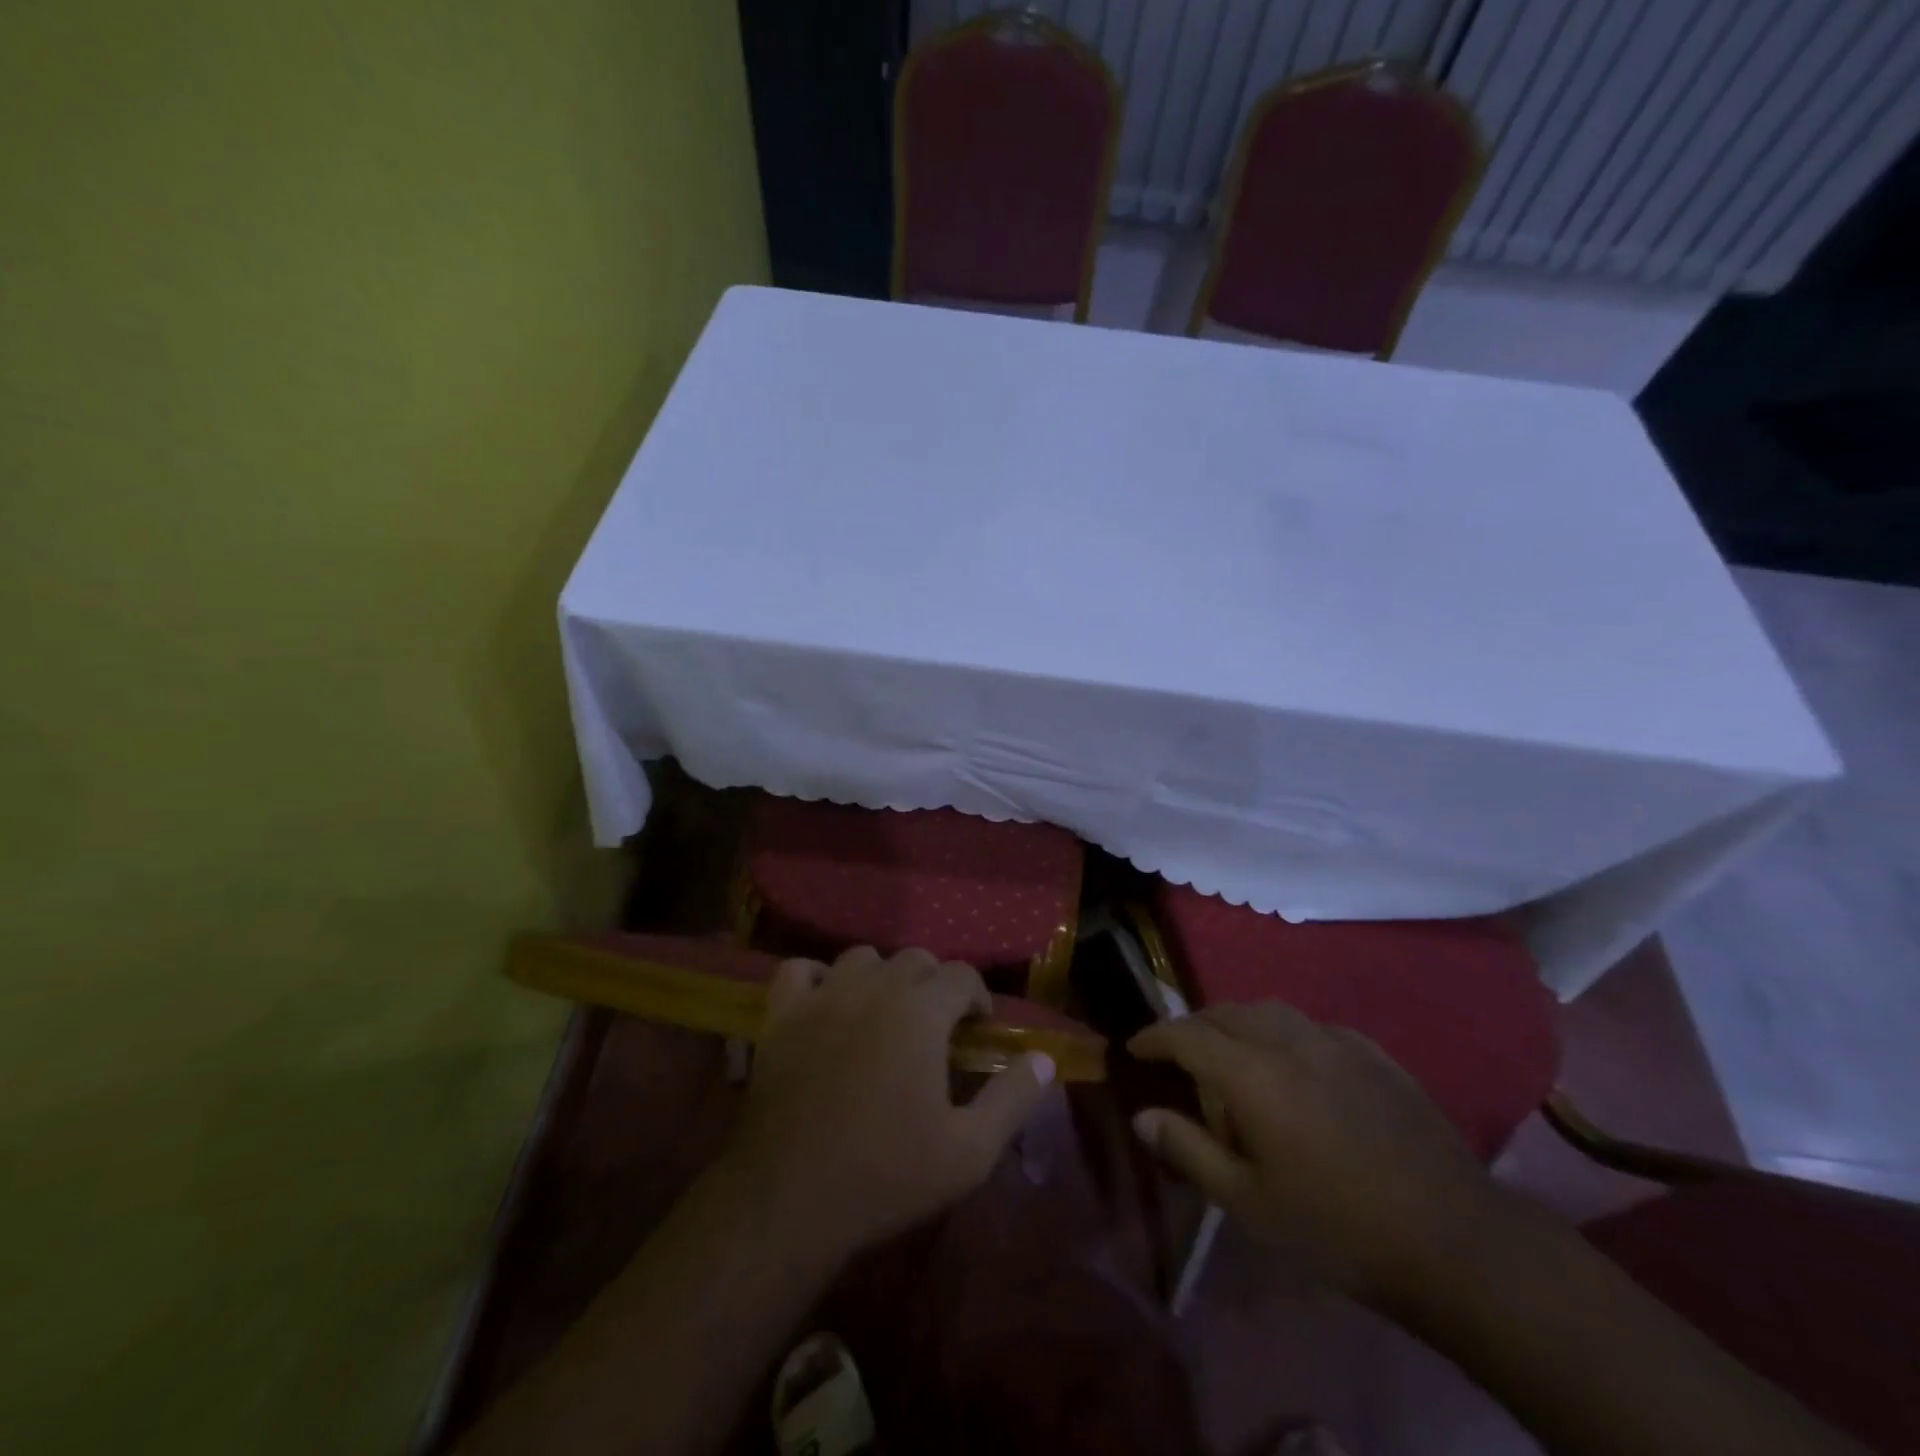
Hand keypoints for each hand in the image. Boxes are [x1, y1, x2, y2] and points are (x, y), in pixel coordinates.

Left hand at [720, 946, 1055, 1261]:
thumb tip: (1044, 1059)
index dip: (977, 998)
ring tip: (885, 1015)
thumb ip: (1014, 1098)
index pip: (963, 975)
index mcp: (921, 1011)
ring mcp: (822, 996)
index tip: (976, 1031)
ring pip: (863, 958)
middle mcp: (874, 987)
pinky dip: (818, 979)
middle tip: (935, 1028)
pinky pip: (800, 970)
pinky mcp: (781, 1015)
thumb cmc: (887, 1175)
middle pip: (916, 959)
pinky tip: (827, 1006)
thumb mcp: (970, 1151)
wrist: (791, 1200)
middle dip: (935, 985)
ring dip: (882, 977)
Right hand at [1129, 1002, 1512, 1312]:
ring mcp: (1337, 1043)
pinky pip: (1312, 1025)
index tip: (1135, 1047)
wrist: (1455, 1242)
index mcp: (1253, 1074)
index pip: (1187, 1034)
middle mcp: (1290, 1041)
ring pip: (1270, 1010)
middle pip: (1226, 1012)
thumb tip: (1142, 1116)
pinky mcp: (1375, 1054)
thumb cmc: (1338, 1228)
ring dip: (1238, 1021)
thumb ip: (1189, 1151)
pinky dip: (1284, 1032)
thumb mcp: (1250, 1203)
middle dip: (1194, 1025)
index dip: (1155, 1036)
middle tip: (1179, 1054)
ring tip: (1231, 1051)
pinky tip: (1294, 1063)